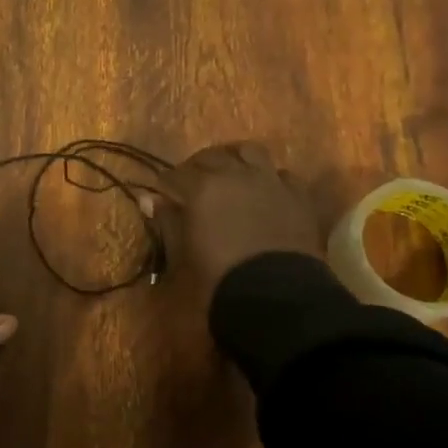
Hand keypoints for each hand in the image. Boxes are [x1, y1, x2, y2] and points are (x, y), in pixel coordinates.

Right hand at [155, 141, 321, 307]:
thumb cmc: (219, 278)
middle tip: (192, 182)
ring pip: (249, 151)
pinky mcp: (297, 195)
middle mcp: (234, 174)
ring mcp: (269, 181)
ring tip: (231, 172)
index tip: (162, 193)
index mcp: (201, 188)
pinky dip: (270, 178)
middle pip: (210, 157)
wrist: (277, 296)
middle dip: (197, 167)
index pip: (175, 175)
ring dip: (236, 158)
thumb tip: (149, 200)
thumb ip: (167, 222)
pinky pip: (282, 174)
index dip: (166, 184)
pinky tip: (266, 191)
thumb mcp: (182, 253)